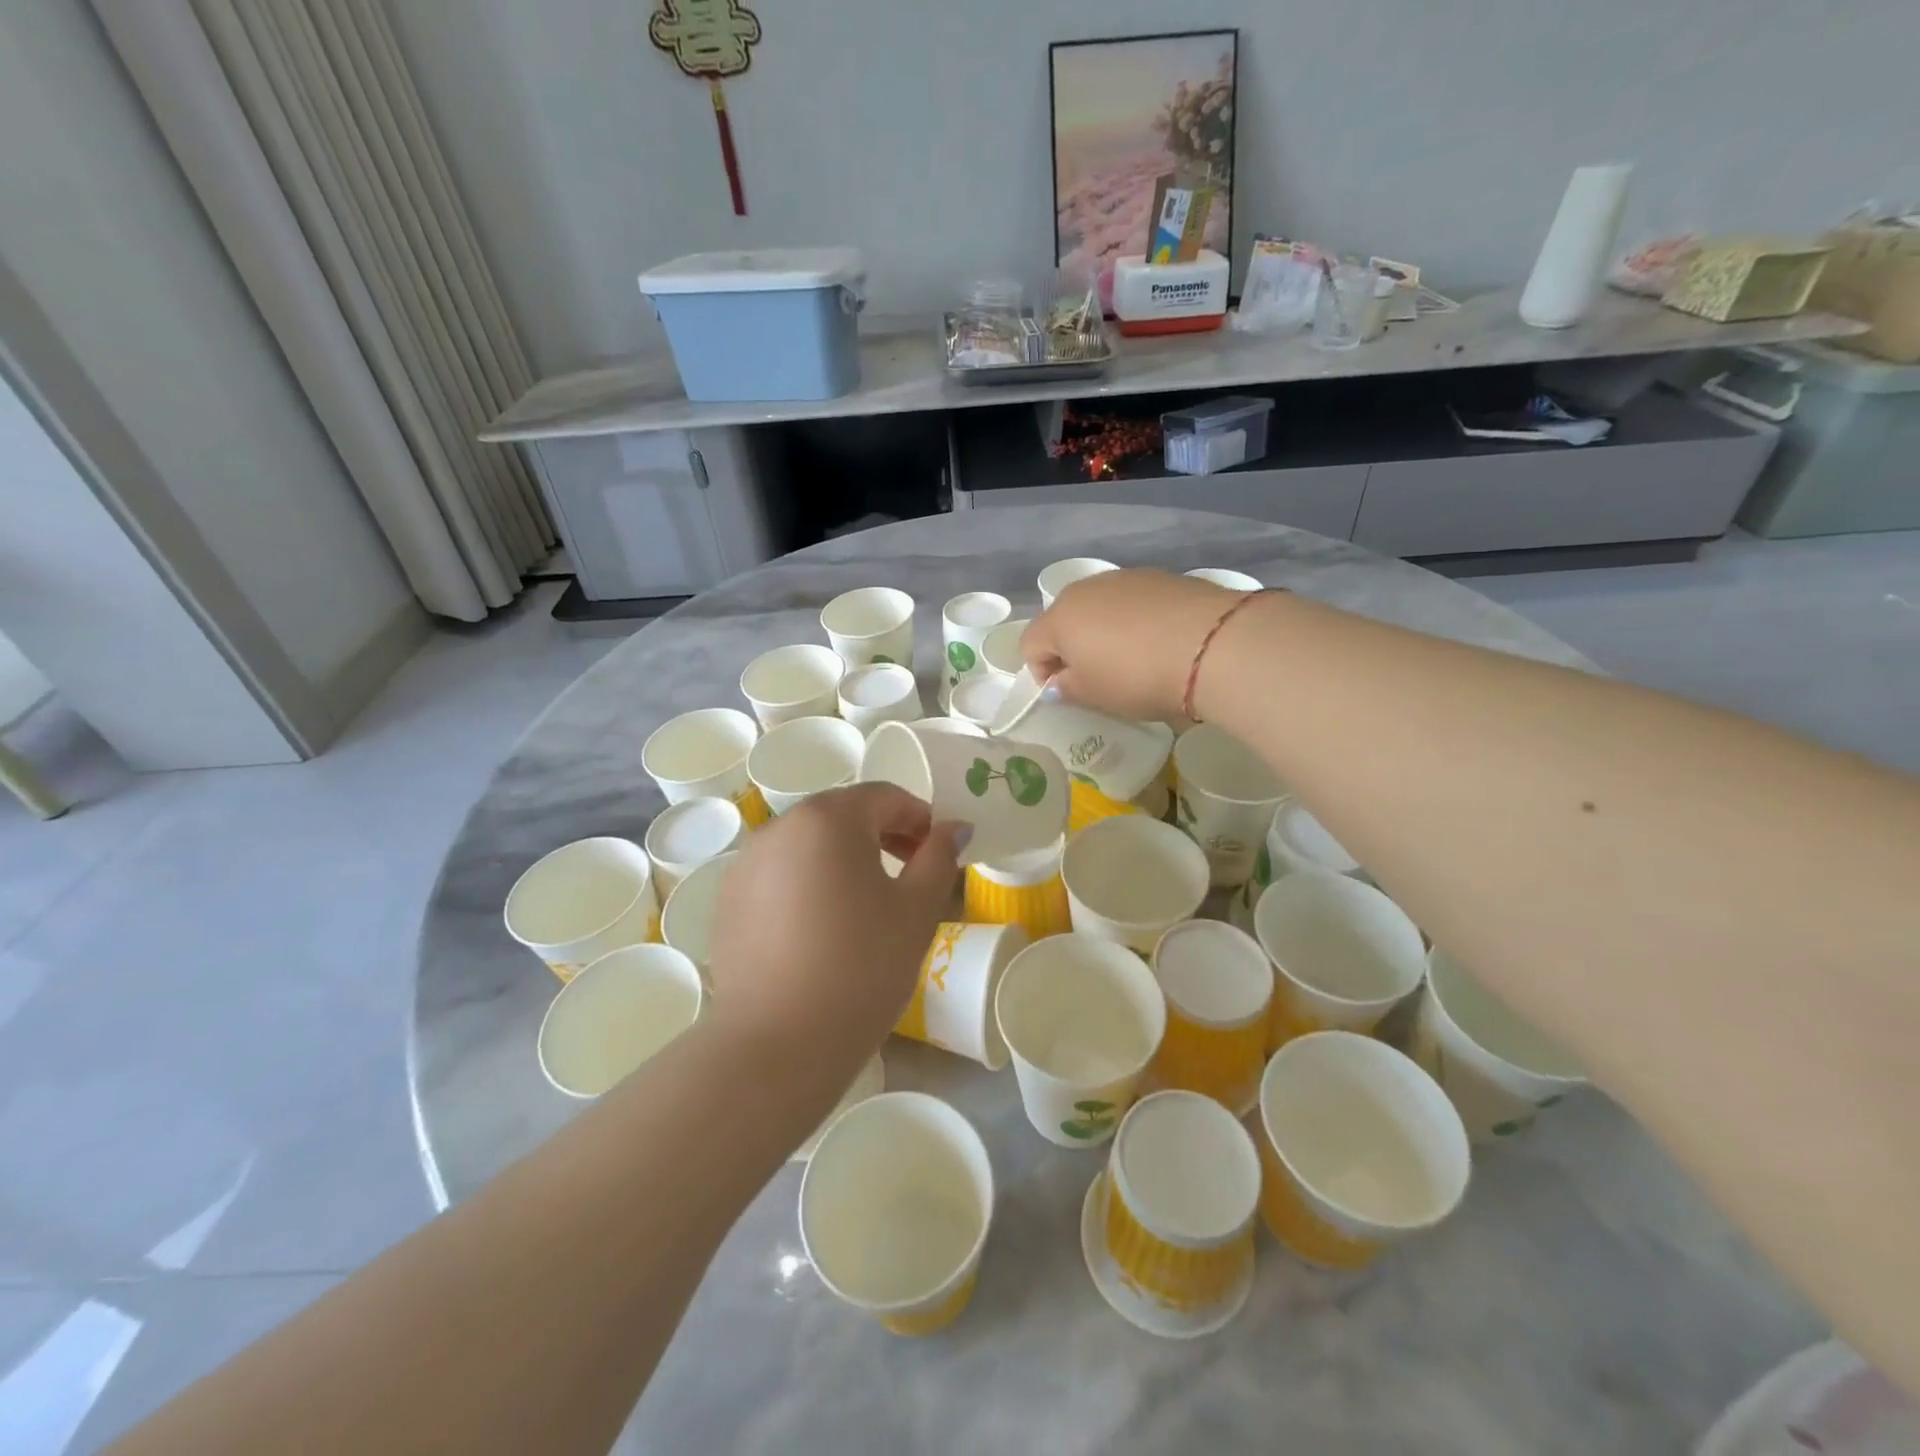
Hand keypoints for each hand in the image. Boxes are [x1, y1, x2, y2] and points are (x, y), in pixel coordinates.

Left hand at [704, 784, 966, 1093]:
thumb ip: (939, 857)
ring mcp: (747, 863)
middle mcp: (780, 827)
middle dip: (883, 836)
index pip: (884, 797)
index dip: (919, 819)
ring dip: (844, 859)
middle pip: (843, 815)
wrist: (778, 1045)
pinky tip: (822, 929)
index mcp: (828, 818)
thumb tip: (955, 826)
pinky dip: (809, 884)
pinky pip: (781, 874)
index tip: (938, 854)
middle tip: (910, 876)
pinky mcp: (728, 900)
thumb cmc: (861, 967)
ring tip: (867, 905)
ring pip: (809, 845)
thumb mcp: (916, 910)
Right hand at [1020, 568, 1237, 721]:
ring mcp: (1124, 578)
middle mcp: (1085, 589)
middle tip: (1098, 677)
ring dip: (1104, 632)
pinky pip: (1133, 602)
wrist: (1212, 645)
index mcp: (1059, 618)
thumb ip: (1067, 689)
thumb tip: (1057, 682)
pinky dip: (1135, 621)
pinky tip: (1159, 641)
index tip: (1068, 693)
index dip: (1042, 673)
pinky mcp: (1160, 576)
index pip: (1030, 644)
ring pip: (1100, 608)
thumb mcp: (1095, 696)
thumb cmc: (1137, 676)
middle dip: (1072, 648)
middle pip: (1063, 620)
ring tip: (1133, 659)